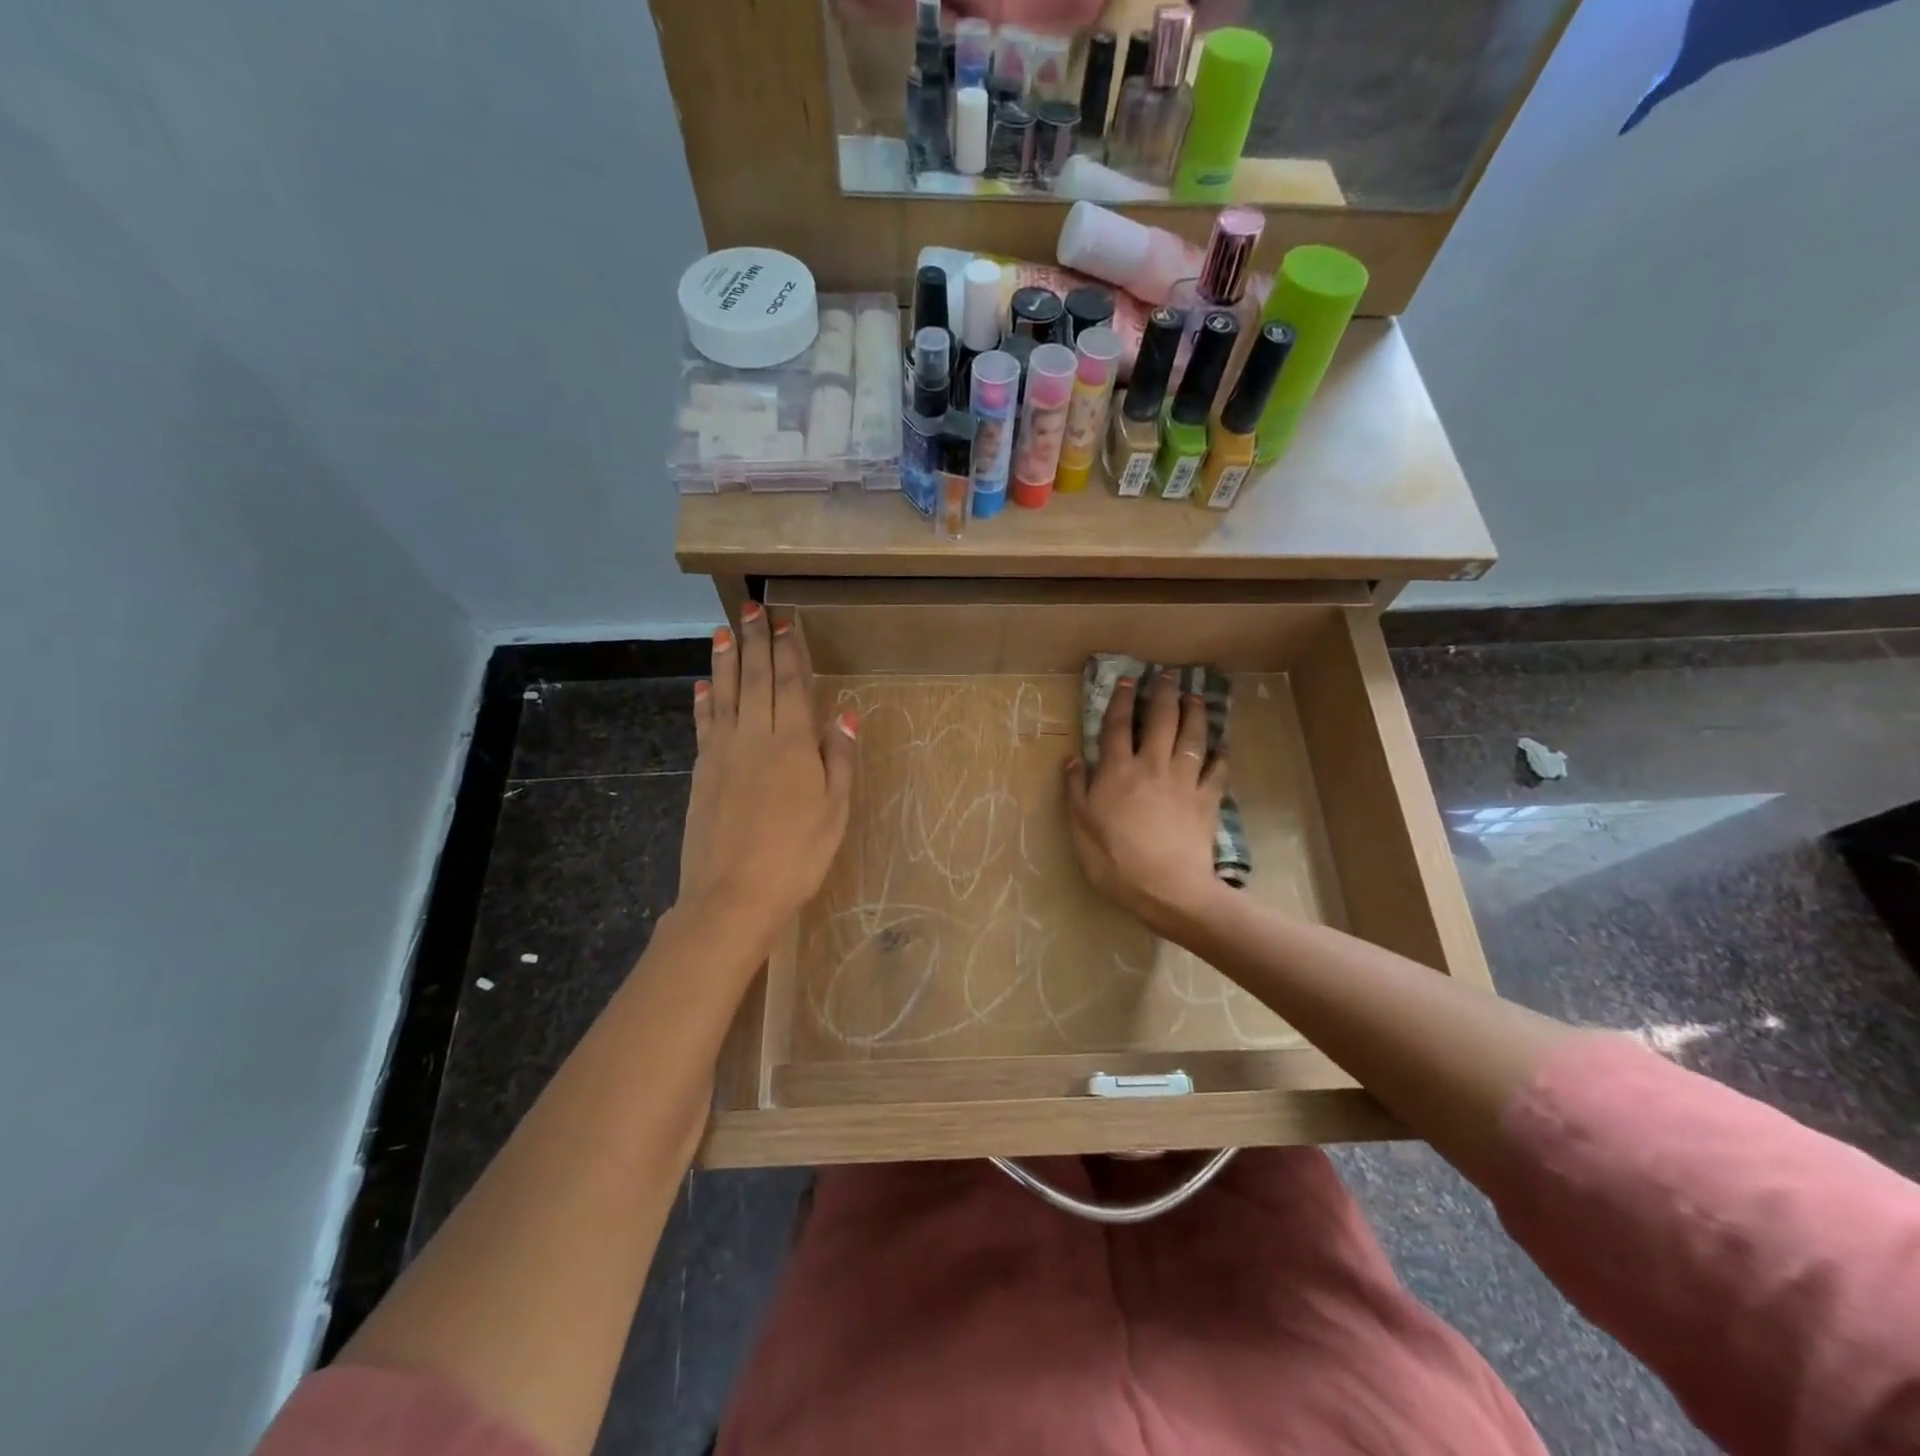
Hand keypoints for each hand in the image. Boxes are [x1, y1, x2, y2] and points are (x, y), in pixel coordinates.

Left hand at [678, 603, 856, 959]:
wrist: (732, 895)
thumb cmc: (796, 856)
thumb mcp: (834, 811)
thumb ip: (838, 758)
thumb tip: (844, 711)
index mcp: (791, 745)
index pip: (789, 686)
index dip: (787, 651)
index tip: (783, 621)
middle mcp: (754, 738)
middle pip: (754, 681)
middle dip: (755, 643)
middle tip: (750, 609)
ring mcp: (722, 754)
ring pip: (724, 695)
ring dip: (725, 661)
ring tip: (723, 631)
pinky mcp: (702, 773)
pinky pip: (703, 726)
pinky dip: (703, 702)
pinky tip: (703, 686)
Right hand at [1065, 671, 1226, 932]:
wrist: (1168, 889)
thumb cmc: (1115, 861)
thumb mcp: (1080, 828)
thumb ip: (1076, 791)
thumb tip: (1073, 759)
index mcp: (1117, 772)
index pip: (1117, 727)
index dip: (1121, 701)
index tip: (1128, 680)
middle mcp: (1152, 766)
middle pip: (1160, 721)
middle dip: (1163, 694)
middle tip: (1168, 675)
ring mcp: (1183, 781)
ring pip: (1193, 737)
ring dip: (1195, 713)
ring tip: (1196, 697)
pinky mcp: (1207, 800)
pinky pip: (1218, 770)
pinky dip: (1221, 755)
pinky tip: (1223, 746)